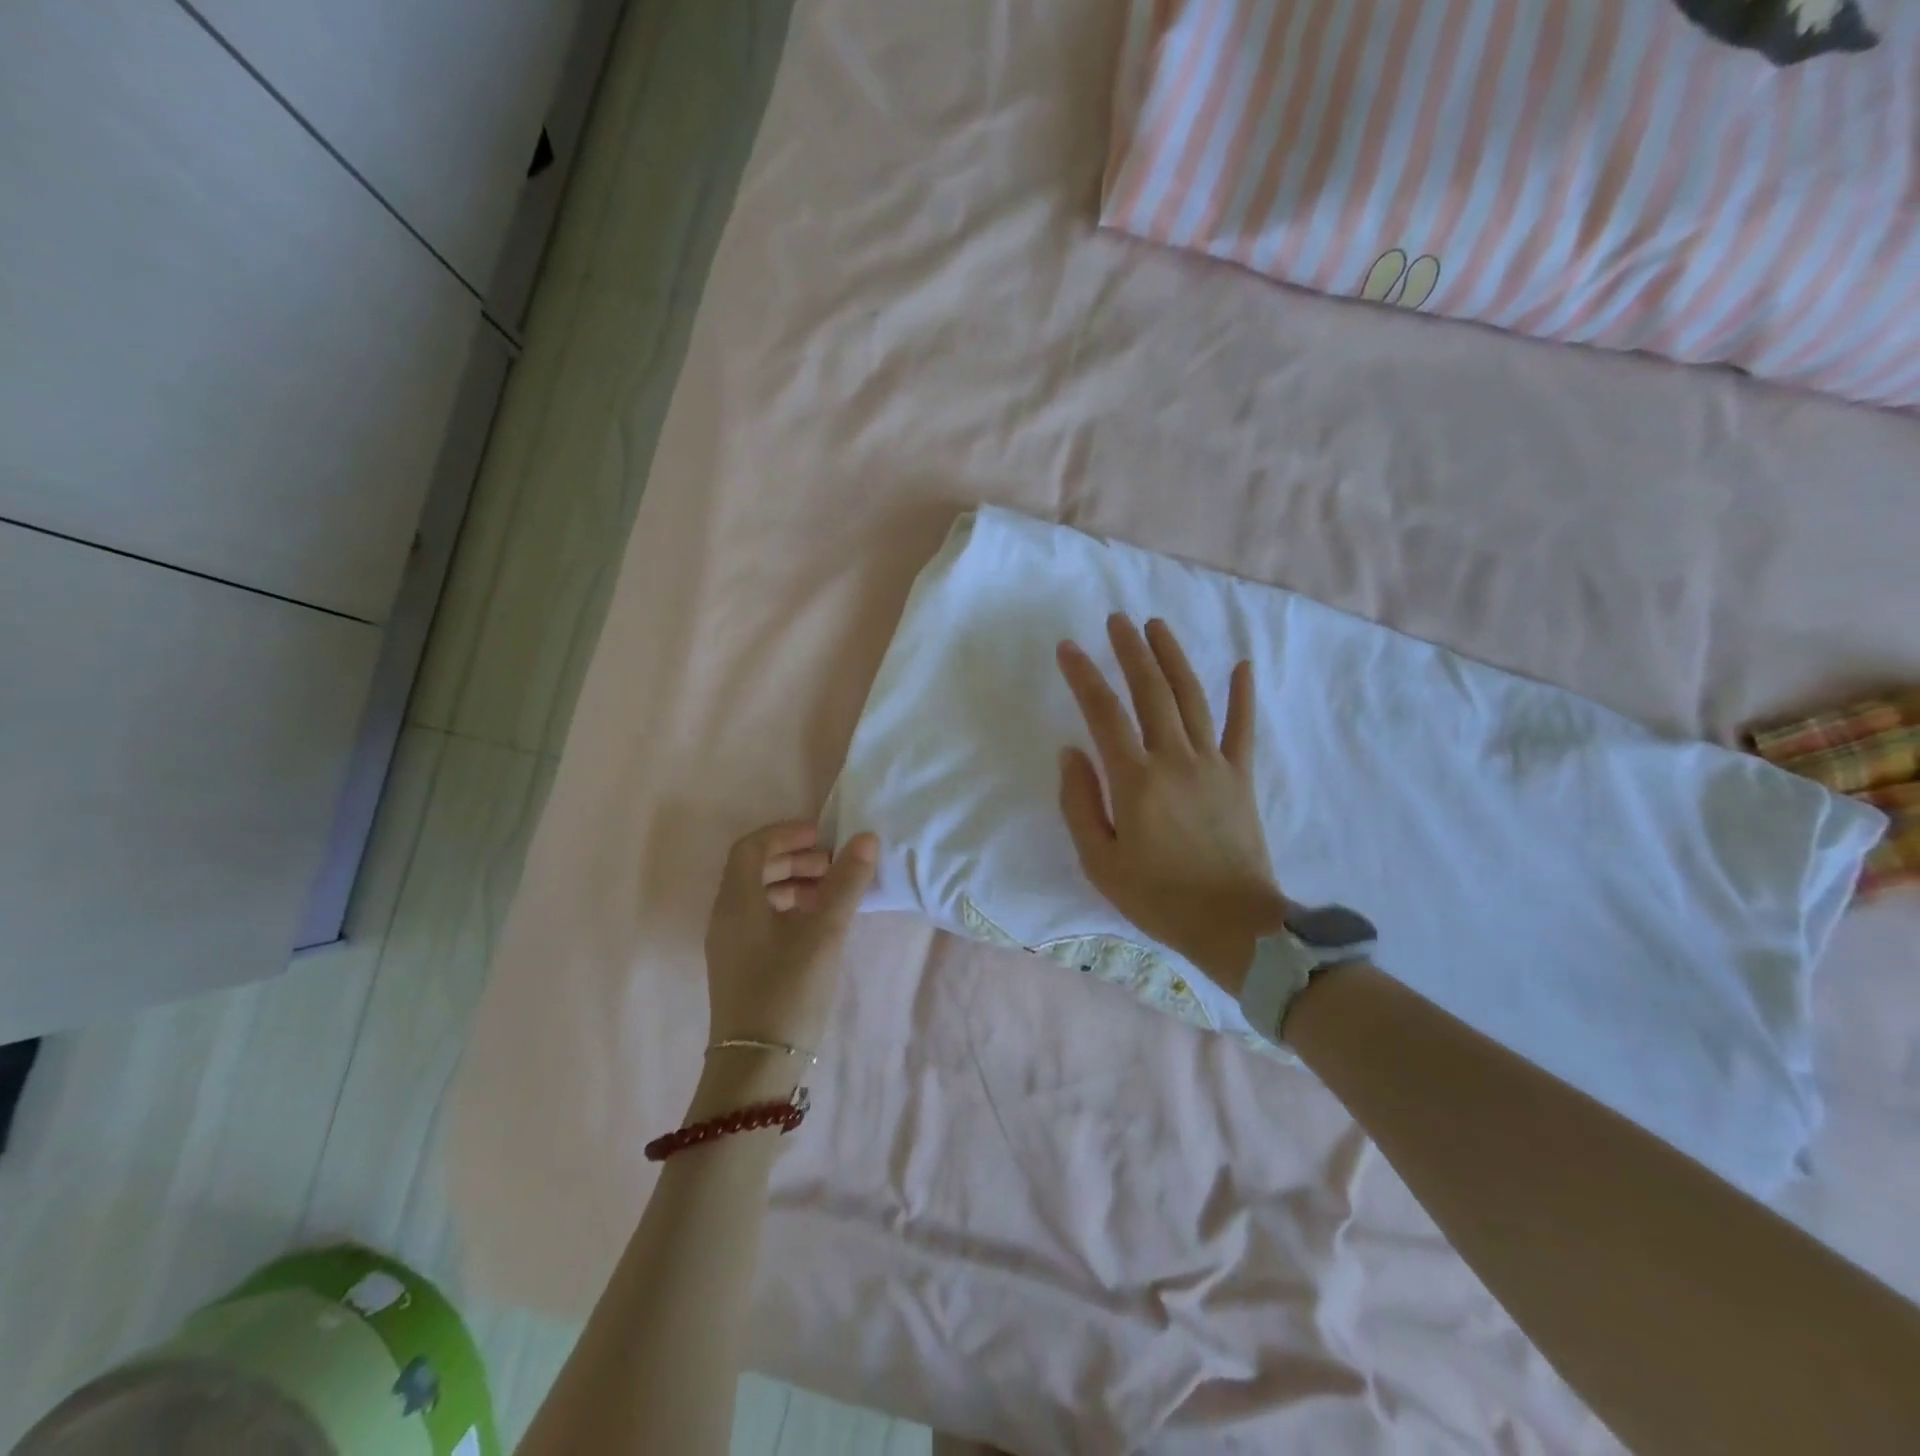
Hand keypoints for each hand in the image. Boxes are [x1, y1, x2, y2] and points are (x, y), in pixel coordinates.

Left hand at [702, 822, 878, 1061]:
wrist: (756, 1068)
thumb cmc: (788, 990)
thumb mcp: (824, 932)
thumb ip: (846, 883)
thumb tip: (866, 838)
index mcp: (736, 901)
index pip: (752, 846)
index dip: (787, 833)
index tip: (824, 837)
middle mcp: (726, 917)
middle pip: (755, 868)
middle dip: (795, 858)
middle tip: (834, 864)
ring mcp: (732, 944)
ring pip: (760, 895)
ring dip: (795, 883)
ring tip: (832, 894)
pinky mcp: (742, 966)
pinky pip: (763, 920)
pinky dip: (791, 909)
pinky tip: (819, 925)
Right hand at [1056, 615, 1286, 995]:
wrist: (1234, 926)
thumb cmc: (1158, 898)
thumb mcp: (1099, 861)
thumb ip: (1079, 803)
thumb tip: (1071, 752)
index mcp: (1136, 780)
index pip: (1104, 713)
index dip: (1084, 676)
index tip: (1068, 648)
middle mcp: (1175, 759)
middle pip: (1151, 691)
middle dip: (1131, 651)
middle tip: (1116, 620)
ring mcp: (1214, 764)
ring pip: (1192, 698)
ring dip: (1173, 658)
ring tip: (1157, 627)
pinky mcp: (1241, 777)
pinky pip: (1242, 728)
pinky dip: (1243, 695)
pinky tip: (1242, 666)